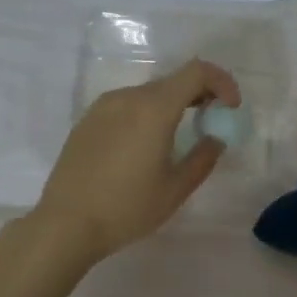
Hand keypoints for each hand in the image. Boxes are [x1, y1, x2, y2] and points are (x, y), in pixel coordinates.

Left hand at [30, 59, 240, 266]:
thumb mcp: (176, 188)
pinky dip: (147, 113)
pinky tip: (146, 146)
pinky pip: (127, 106)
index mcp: (154, 108)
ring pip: (149, 93)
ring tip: (179, 137)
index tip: (231, 108)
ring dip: (173, 105)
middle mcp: (128, 97)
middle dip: (200, 95)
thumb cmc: (127, 208)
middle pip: (173, 81)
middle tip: (212, 122)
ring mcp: (103, 106)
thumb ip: (203, 157)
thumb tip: (215, 138)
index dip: (222, 82)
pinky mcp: (87, 120)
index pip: (197, 72)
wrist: (65, 224)